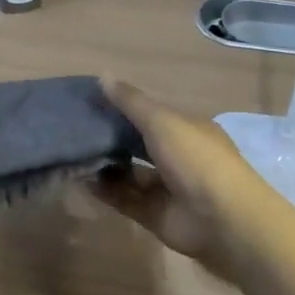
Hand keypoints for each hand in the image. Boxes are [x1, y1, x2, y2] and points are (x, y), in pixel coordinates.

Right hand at [91, 78, 259, 262]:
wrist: (222, 219)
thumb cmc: (195, 158)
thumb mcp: (162, 121)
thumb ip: (131, 102)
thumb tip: (102, 76)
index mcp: (185, 129)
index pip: (149, 114)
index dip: (121, 108)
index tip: (89, 102)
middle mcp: (176, 156)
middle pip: (136, 144)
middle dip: (109, 138)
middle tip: (74, 130)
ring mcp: (165, 187)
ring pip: (128, 173)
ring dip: (104, 165)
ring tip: (71, 155)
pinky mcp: (154, 214)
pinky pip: (124, 199)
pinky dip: (104, 191)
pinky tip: (79, 180)